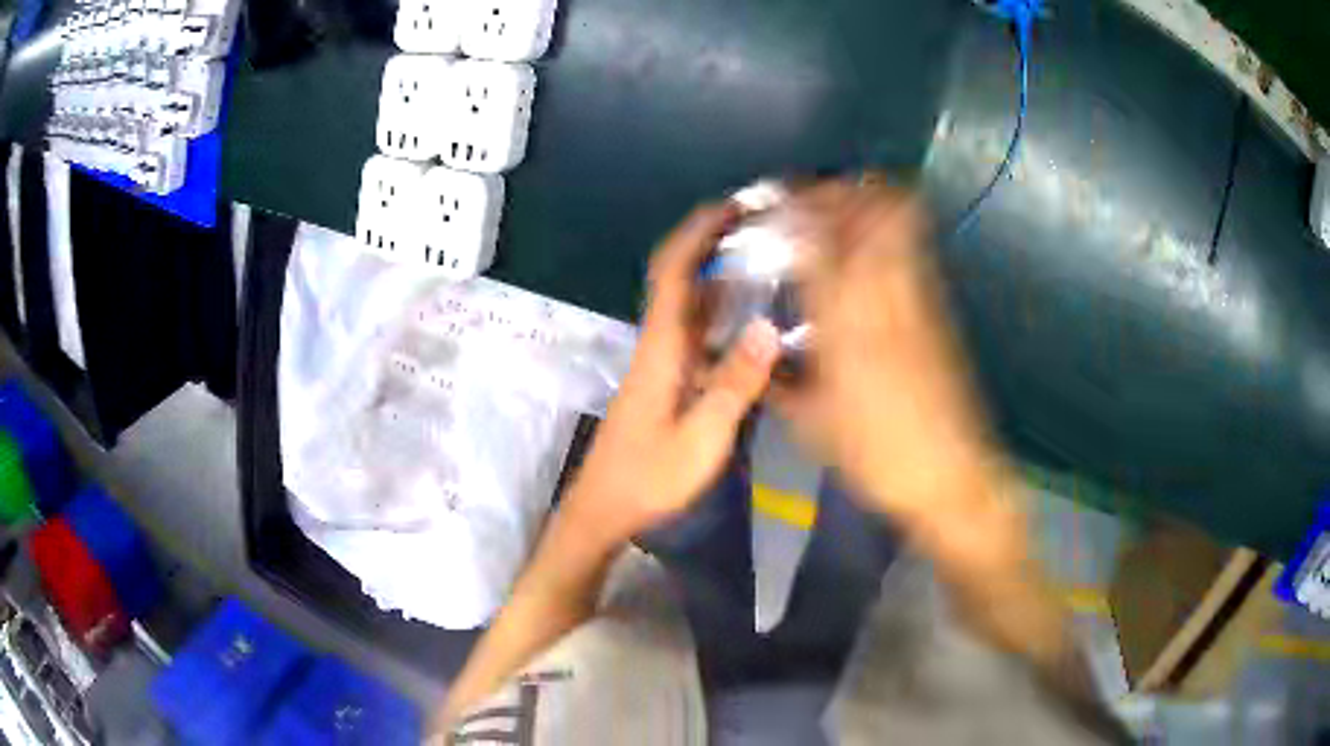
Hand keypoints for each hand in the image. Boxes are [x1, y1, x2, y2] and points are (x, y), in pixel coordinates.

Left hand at [563, 205, 780, 547]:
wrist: (604, 508)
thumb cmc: (649, 478)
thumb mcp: (701, 439)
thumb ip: (735, 385)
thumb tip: (767, 326)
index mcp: (662, 349)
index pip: (674, 271)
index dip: (698, 232)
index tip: (732, 206)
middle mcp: (657, 344)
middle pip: (678, 276)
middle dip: (711, 241)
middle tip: (759, 226)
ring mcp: (658, 361)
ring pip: (686, 302)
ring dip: (715, 271)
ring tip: (761, 259)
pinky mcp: (662, 379)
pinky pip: (692, 329)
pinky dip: (717, 308)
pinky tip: (746, 317)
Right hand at [773, 180, 997, 526]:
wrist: (953, 474)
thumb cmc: (878, 455)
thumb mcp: (812, 426)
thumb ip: (779, 381)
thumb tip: (753, 356)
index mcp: (846, 324)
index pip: (817, 241)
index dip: (793, 209)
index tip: (770, 202)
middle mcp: (885, 296)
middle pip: (868, 209)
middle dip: (834, 191)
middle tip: (803, 201)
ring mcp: (919, 298)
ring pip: (899, 219)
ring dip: (864, 203)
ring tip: (834, 214)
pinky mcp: (939, 309)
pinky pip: (913, 247)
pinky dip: (888, 230)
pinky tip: (867, 251)